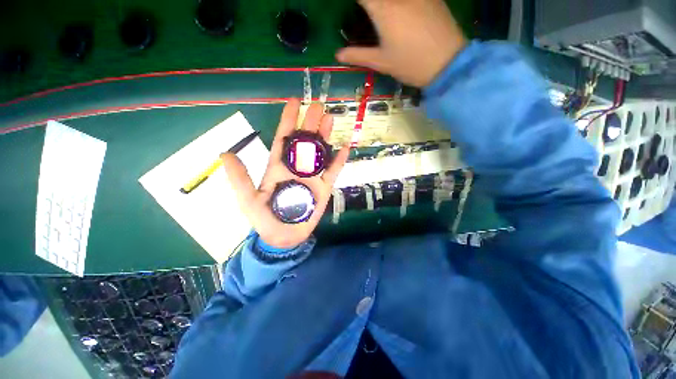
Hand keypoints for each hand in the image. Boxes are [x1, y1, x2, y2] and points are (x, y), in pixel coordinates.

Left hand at [221, 100, 349, 249]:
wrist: (283, 236)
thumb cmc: (264, 219)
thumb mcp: (247, 199)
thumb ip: (240, 177)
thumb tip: (225, 153)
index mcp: (278, 167)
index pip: (284, 138)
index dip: (289, 120)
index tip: (295, 102)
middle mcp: (296, 168)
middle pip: (305, 142)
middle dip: (310, 123)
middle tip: (318, 105)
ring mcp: (312, 177)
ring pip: (320, 153)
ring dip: (324, 137)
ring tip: (330, 119)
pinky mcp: (324, 188)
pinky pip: (333, 172)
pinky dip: (339, 160)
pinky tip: (344, 148)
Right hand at [336, 0, 466, 87]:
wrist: (447, 63)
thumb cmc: (410, 64)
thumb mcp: (381, 62)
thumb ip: (358, 55)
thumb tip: (338, 55)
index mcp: (384, 10)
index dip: (356, 1)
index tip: (352, 8)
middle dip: (369, 4)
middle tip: (366, 13)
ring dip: (384, 4)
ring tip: (382, 17)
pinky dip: (400, 4)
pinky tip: (401, 11)